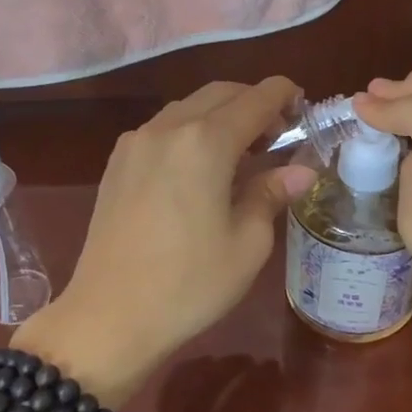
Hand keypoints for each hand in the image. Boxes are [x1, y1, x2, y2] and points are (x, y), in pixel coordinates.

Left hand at [16, 78, 315, 397]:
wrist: (108, 317)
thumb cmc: (189, 284)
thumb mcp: (247, 243)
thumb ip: (272, 193)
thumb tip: (301, 170)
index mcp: (206, 142)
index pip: (255, 99)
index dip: (284, 95)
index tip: (303, 105)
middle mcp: (168, 128)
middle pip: (220, 94)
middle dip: (253, 102)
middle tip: (278, 134)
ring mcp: (136, 143)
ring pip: (188, 107)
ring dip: (220, 116)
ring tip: (242, 153)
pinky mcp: (117, 163)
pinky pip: (163, 129)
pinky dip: (191, 131)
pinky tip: (200, 167)